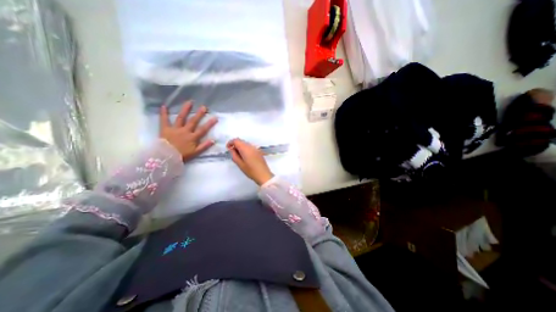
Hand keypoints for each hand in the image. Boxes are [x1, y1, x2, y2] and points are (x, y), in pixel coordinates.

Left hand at [159, 101, 218, 161]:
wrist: (166, 157)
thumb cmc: (182, 155)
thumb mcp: (196, 152)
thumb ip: (204, 146)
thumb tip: (213, 140)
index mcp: (192, 137)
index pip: (203, 129)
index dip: (210, 123)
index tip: (215, 117)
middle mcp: (185, 131)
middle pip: (193, 121)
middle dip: (199, 114)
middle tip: (204, 107)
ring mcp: (175, 129)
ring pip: (181, 118)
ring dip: (185, 109)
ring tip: (189, 102)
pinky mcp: (165, 129)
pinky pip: (164, 120)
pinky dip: (164, 113)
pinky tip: (164, 106)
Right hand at [225, 137, 272, 185]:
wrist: (263, 174)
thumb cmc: (251, 170)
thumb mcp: (240, 164)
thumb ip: (234, 155)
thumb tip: (231, 149)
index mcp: (245, 148)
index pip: (236, 140)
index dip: (230, 143)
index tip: (228, 148)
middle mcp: (251, 146)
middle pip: (241, 141)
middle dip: (235, 145)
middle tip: (232, 153)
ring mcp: (256, 148)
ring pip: (246, 144)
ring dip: (240, 147)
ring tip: (238, 156)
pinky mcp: (258, 151)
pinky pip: (250, 147)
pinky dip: (245, 149)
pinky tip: (245, 156)